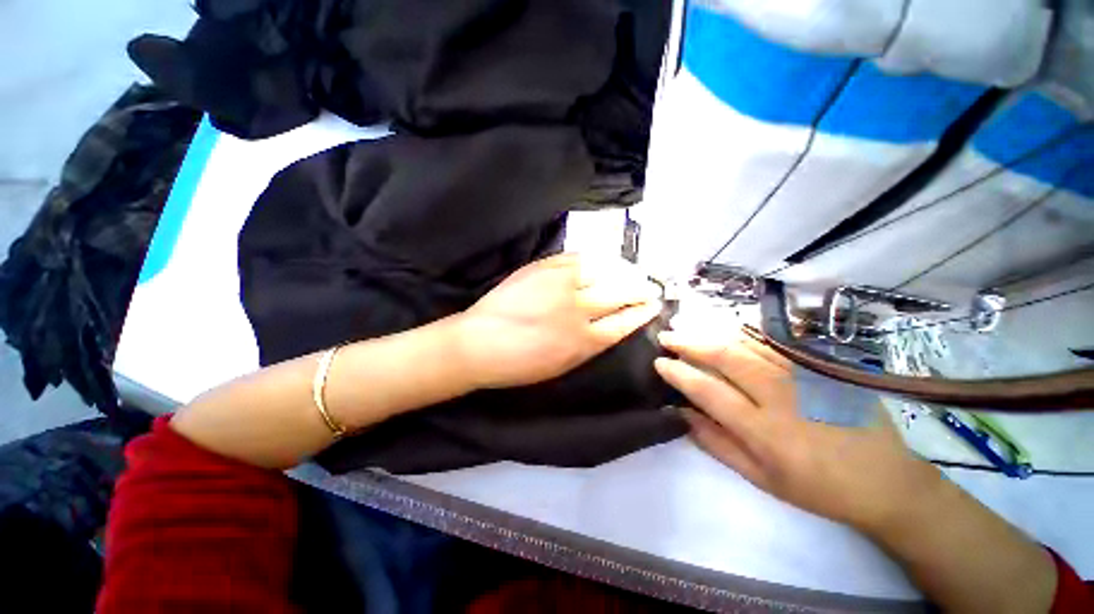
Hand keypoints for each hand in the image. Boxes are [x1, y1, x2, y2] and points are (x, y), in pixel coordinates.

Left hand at [454, 253, 661, 388]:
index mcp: (585, 342)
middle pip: (620, 294)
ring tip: (632, 270)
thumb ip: (588, 345)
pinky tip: (603, 260)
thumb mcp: (562, 365)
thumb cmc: (519, 364)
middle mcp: (579, 310)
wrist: (479, 343)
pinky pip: (578, 258)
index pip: (625, 322)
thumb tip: (607, 326)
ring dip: (623, 271)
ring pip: (603, 272)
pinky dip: (595, 259)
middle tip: (650, 286)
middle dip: (640, 289)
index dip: (642, 312)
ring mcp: (561, 285)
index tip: (654, 305)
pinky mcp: (544, 268)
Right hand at [654, 328, 942, 532]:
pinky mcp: (819, 366)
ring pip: (746, 342)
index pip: (707, 390)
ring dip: (710, 331)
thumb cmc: (818, 488)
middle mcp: (780, 395)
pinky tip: (724, 327)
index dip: (678, 373)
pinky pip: (772, 342)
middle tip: (666, 336)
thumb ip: (717, 444)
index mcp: (764, 429)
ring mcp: (802, 375)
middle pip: (724, 356)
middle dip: (688, 342)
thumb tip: (682, 414)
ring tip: (686, 325)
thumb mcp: (761, 479)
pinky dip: (741, 332)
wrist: (887, 481)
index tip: (659, 362)